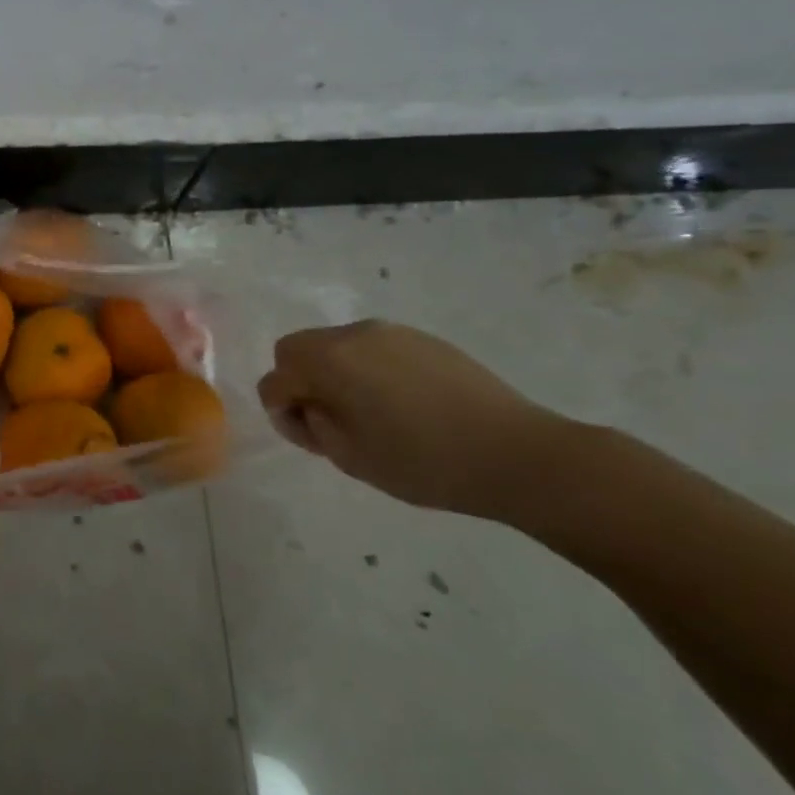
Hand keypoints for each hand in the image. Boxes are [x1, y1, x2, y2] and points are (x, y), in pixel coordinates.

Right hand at [255, 320, 567, 518]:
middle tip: (331, 422)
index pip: (276, 378)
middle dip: (302, 382)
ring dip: (336, 374)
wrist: (517, 454)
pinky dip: (369, 370)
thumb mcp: (349, 457)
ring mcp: (391, 332)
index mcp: (329, 360)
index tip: (311, 437)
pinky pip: (373, 349)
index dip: (282, 410)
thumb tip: (306, 406)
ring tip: (371, 415)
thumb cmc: (423, 462)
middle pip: (298, 349)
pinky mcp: (423, 339)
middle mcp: (353, 334)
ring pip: (336, 346)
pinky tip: (403, 405)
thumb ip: (311, 426)